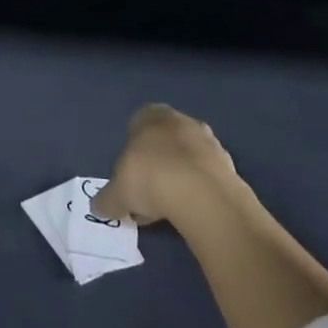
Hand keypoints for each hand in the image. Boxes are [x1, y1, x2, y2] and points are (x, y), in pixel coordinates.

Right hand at [91, 103, 241, 227]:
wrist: (201, 194)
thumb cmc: (149, 177)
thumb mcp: (117, 193)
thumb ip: (107, 199)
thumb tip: (99, 208)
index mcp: (149, 114)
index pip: (136, 126)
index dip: (132, 154)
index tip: (130, 180)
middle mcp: (179, 119)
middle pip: (163, 142)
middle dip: (156, 166)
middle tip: (148, 197)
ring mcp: (208, 141)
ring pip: (187, 159)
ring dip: (178, 179)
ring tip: (170, 210)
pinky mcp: (229, 165)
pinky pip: (206, 177)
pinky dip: (198, 192)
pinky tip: (191, 213)